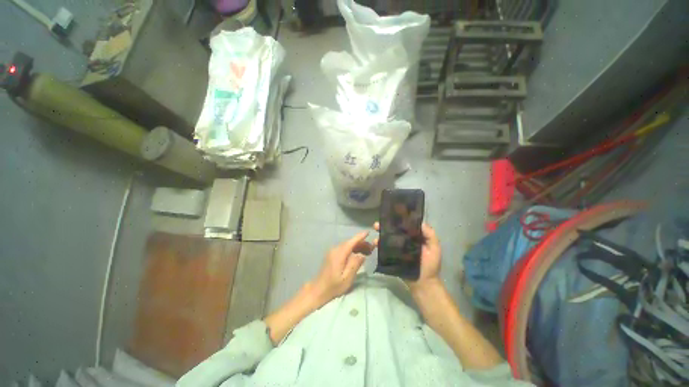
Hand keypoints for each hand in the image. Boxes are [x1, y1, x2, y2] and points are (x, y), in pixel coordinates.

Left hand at [310, 231, 373, 305]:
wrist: (318, 290)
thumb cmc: (333, 286)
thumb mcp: (347, 278)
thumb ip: (355, 265)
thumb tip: (362, 255)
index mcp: (339, 254)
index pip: (351, 242)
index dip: (360, 237)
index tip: (368, 232)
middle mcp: (335, 249)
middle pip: (350, 242)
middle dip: (361, 243)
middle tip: (372, 247)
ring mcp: (333, 251)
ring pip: (347, 245)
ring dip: (357, 246)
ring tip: (368, 251)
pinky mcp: (332, 255)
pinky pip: (344, 248)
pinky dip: (352, 249)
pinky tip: (358, 254)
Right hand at [373, 222, 441, 290]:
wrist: (423, 283)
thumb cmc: (430, 265)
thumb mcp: (434, 248)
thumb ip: (430, 235)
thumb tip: (420, 222)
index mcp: (414, 237)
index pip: (405, 225)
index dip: (398, 220)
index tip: (391, 214)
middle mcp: (404, 241)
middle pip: (394, 231)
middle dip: (385, 225)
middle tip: (378, 223)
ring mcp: (397, 249)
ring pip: (387, 238)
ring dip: (380, 233)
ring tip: (376, 230)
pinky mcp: (392, 256)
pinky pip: (385, 249)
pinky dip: (379, 245)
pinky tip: (376, 243)